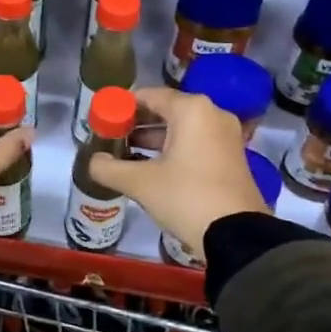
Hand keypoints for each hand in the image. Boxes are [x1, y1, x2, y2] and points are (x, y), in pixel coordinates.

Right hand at [90, 87, 270, 251]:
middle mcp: (212, 114)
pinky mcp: (232, 157)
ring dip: (154, 139)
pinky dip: (174, 150)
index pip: (149, 95)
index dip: (122, 106)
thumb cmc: (186, 197)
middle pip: (166, 110)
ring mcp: (226, 136)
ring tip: (126, 154)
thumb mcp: (140, 183)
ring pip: (182, 128)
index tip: (103, 120)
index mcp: (191, 110)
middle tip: (112, 138)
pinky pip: (196, 143)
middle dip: (137, 124)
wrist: (237, 235)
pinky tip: (152, 168)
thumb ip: (109, 168)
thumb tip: (93, 162)